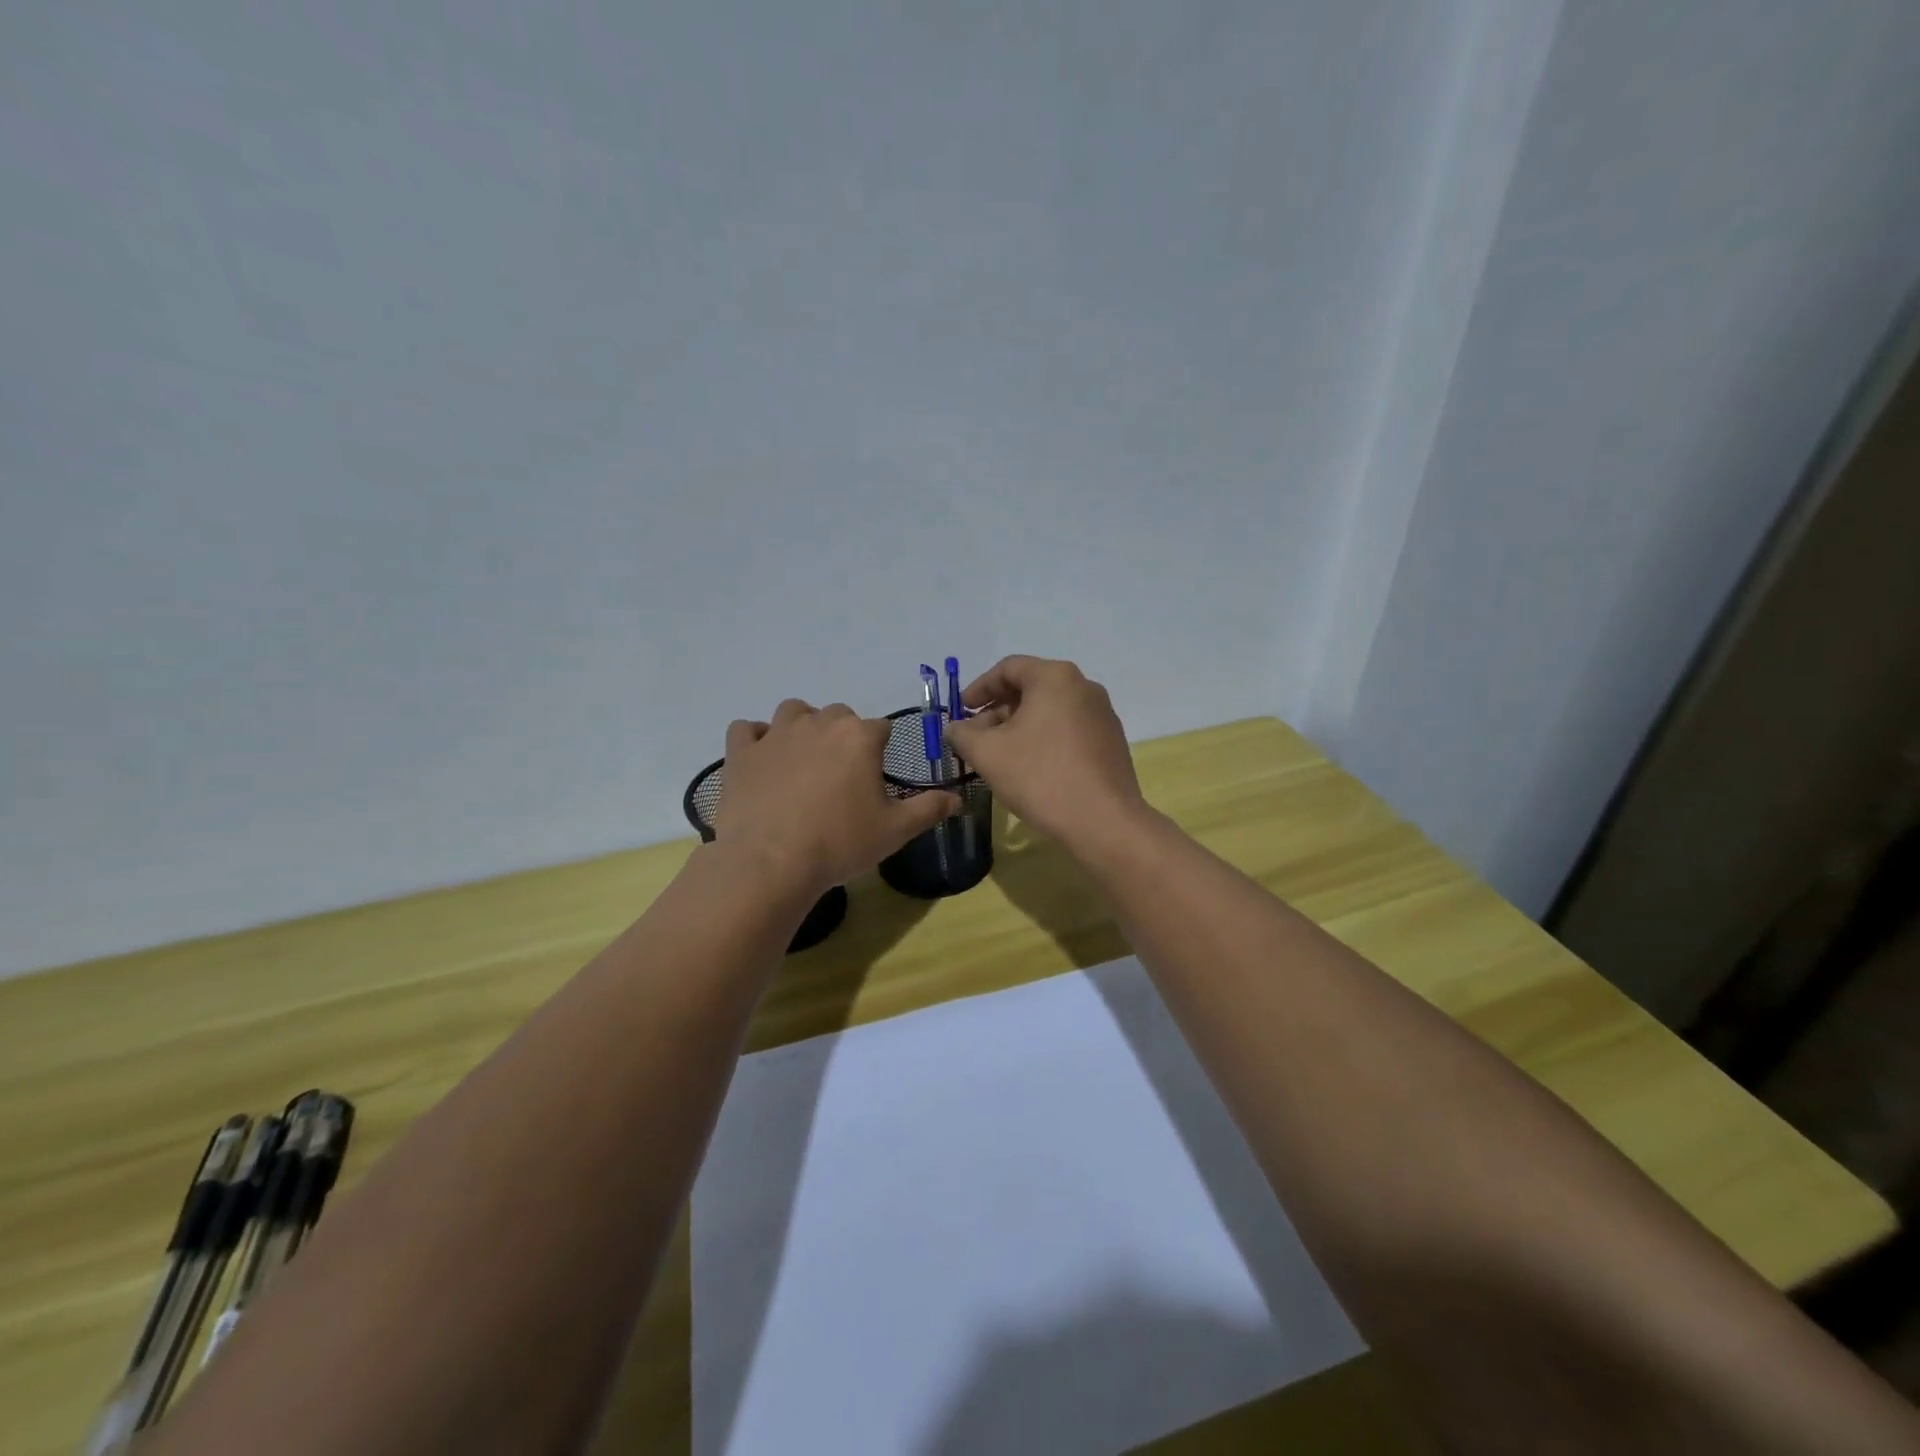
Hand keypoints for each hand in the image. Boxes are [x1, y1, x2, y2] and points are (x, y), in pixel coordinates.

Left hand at [713, 699, 960, 897]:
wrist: (771, 863)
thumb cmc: (840, 843)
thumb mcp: (896, 830)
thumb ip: (929, 808)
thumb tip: (958, 798)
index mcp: (859, 737)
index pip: (880, 728)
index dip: (881, 750)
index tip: (876, 776)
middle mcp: (819, 723)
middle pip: (838, 715)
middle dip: (844, 736)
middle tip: (842, 775)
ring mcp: (776, 734)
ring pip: (793, 711)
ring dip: (802, 726)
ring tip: (804, 760)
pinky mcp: (741, 752)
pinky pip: (746, 729)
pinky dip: (755, 739)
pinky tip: (762, 760)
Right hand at [944, 656, 1145, 847]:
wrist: (1103, 821)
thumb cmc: (1040, 776)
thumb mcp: (987, 754)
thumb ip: (962, 734)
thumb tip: (954, 728)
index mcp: (1055, 677)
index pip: (1008, 668)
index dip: (979, 688)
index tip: (961, 711)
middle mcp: (1084, 687)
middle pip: (1031, 688)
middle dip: (998, 710)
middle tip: (976, 737)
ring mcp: (1102, 715)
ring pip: (1050, 711)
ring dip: (1020, 727)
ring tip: (1000, 755)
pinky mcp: (1111, 742)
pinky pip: (1069, 730)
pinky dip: (1044, 739)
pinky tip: (1032, 768)